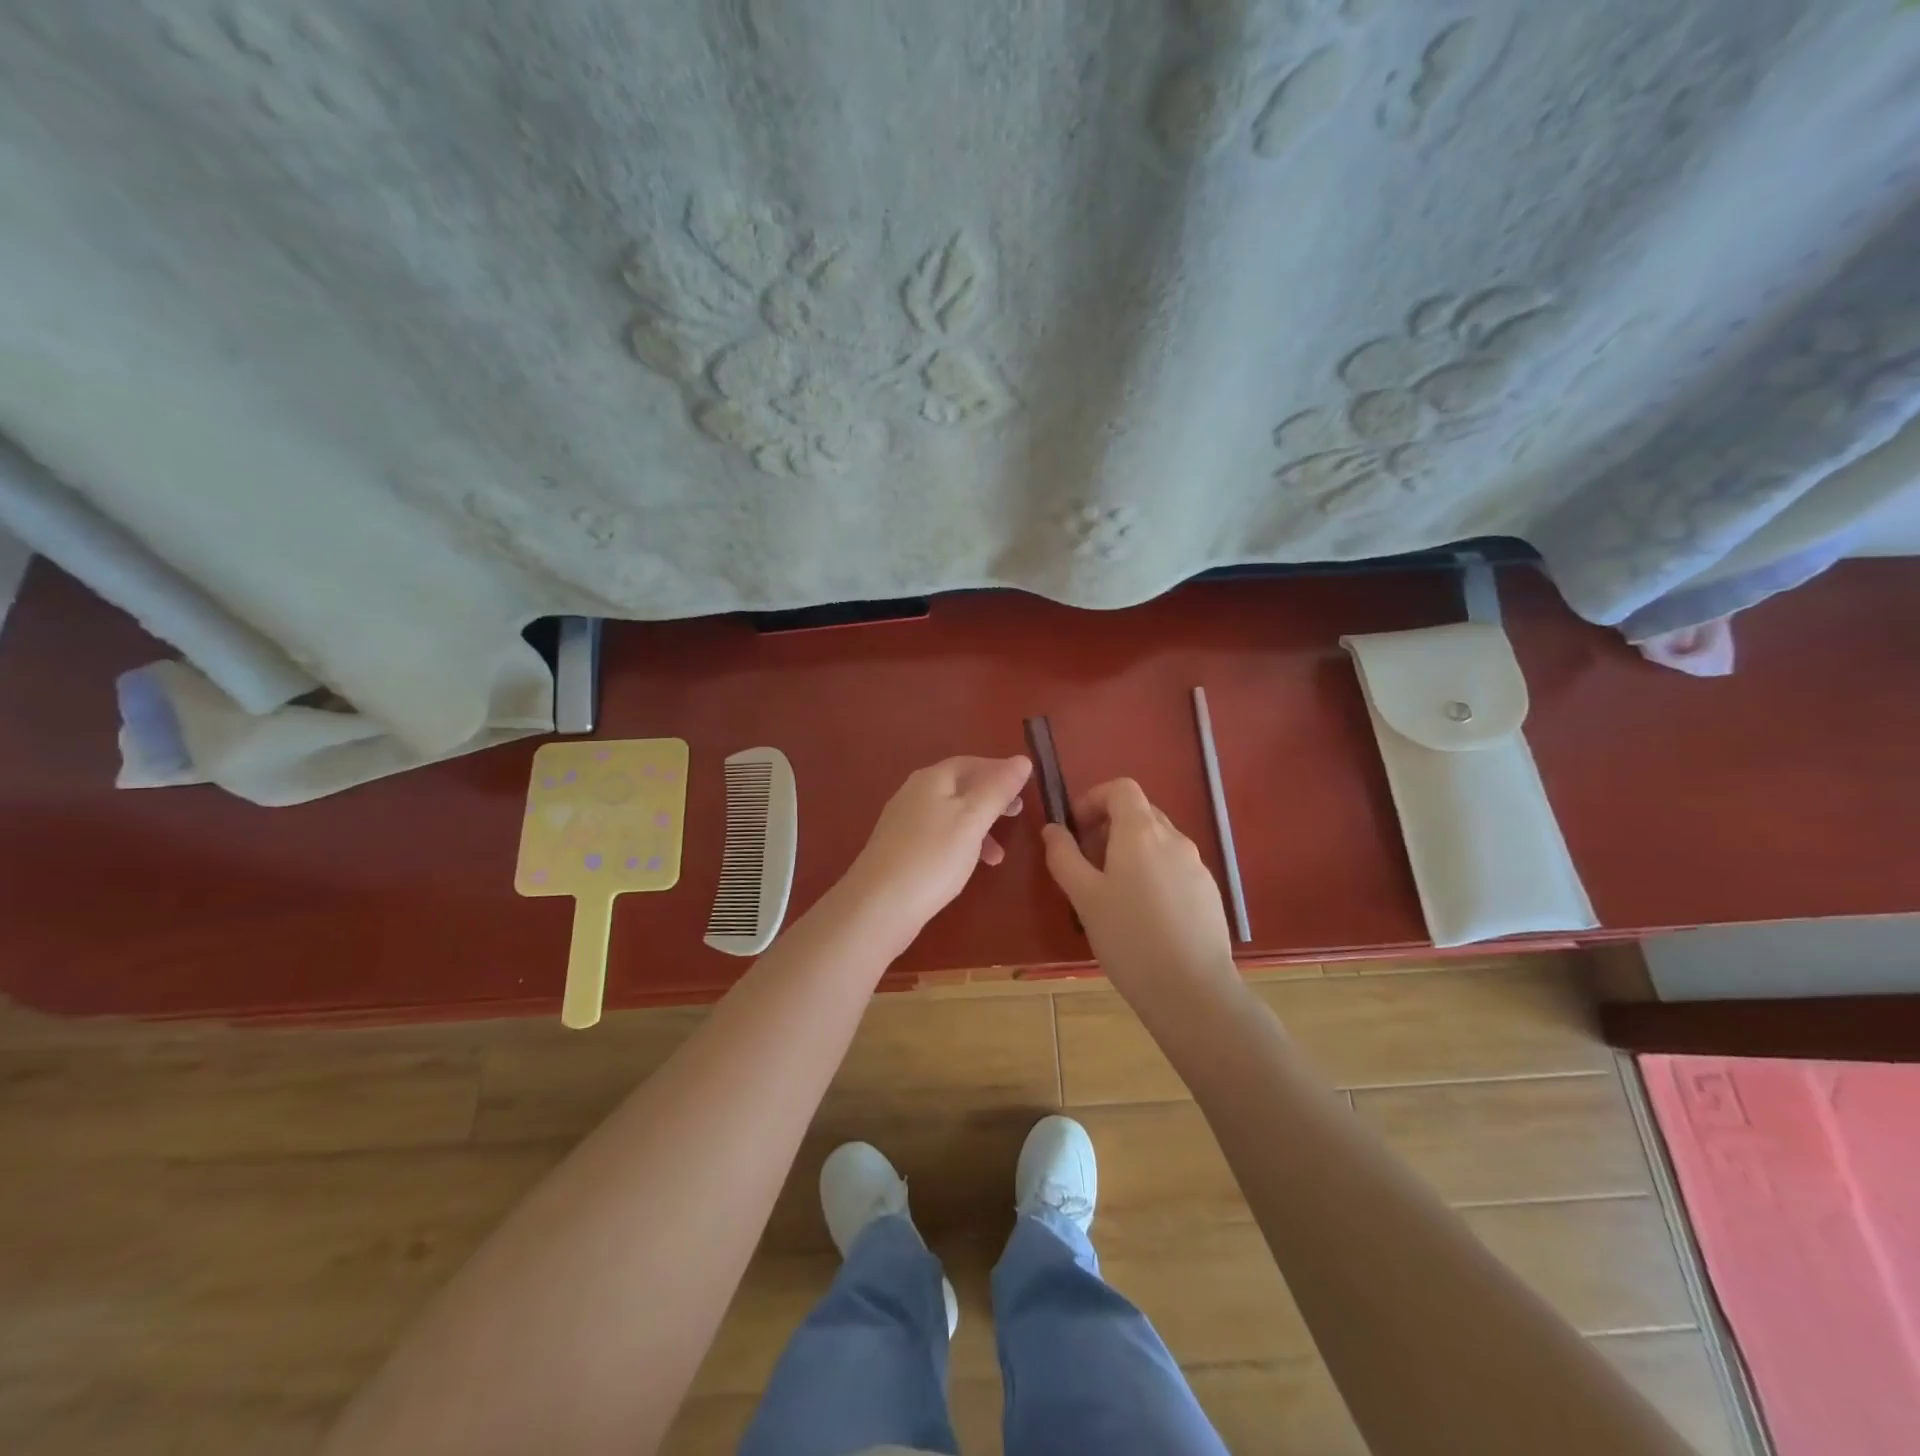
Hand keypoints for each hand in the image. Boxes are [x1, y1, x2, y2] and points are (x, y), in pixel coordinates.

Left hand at [843, 756, 1032, 947]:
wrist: (879, 905)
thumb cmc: (933, 856)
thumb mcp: (972, 819)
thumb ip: (998, 789)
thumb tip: (1022, 759)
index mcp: (931, 779)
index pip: (971, 763)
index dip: (999, 770)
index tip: (1025, 785)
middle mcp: (914, 793)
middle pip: (959, 787)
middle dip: (990, 799)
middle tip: (1017, 813)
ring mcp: (904, 822)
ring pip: (950, 814)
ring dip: (978, 827)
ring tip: (999, 854)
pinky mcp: (900, 850)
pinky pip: (938, 836)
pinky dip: (960, 844)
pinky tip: (969, 866)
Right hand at [1041, 779, 1239, 1004]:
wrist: (1192, 989)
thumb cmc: (1129, 938)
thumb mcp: (1084, 897)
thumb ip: (1064, 856)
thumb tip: (1053, 829)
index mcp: (1141, 832)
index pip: (1121, 788)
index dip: (1094, 799)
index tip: (1076, 829)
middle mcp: (1174, 839)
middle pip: (1140, 813)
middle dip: (1109, 827)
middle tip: (1087, 864)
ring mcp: (1196, 865)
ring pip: (1157, 842)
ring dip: (1131, 852)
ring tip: (1112, 895)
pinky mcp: (1208, 892)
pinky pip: (1174, 867)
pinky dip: (1153, 874)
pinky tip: (1144, 916)